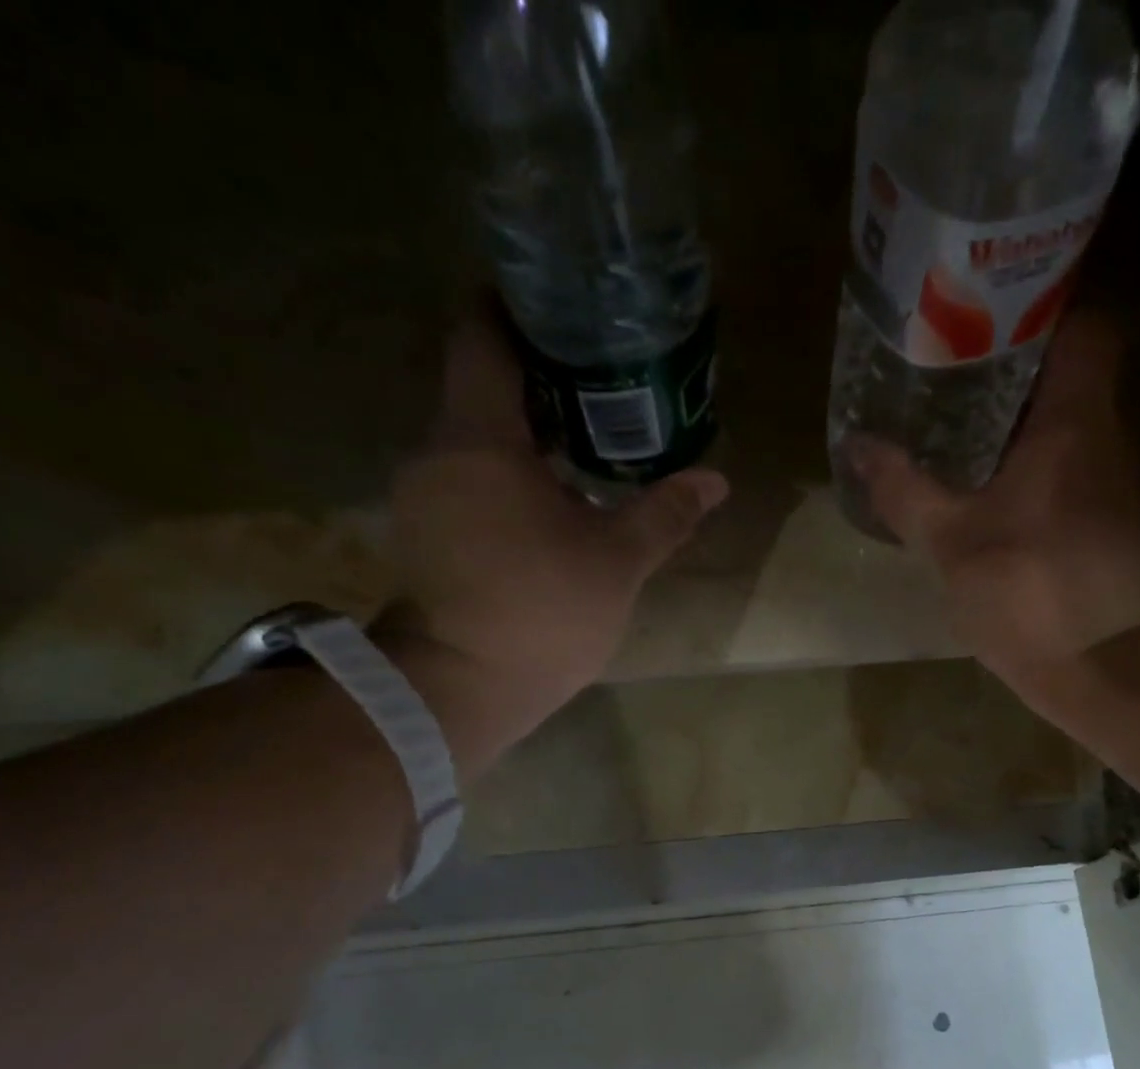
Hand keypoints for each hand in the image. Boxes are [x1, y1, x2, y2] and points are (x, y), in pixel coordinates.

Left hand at [375, 307, 727, 776]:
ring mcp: (424, 493)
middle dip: (540, 377)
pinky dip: (506, 470)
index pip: (482, 337)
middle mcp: (438, 451)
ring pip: (475, 435)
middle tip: (604, 380)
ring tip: (587, 438)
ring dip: (526, 431)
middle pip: (482, 385)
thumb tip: (715, 481)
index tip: (566, 311)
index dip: (518, 309)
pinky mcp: (426, 529)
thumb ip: (664, 513)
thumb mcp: (617, 562)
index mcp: (480, 440)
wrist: (466, 688)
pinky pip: (467, 474)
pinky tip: (552, 493)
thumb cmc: (542, 613)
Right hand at [846, 314, 1139, 698]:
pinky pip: (1068, 475)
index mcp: (1075, 423)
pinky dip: (1031, 472)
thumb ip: (904, 489)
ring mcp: (1112, 487)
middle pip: (1069, 379)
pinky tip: (988, 497)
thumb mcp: (950, 539)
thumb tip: (858, 445)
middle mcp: (1106, 441)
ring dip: (1018, 428)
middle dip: (1012, 376)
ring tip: (957, 434)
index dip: (1044, 313)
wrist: (1100, 666)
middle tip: (950, 380)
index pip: (1086, 328)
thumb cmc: (1026, 589)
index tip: (988, 323)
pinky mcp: (1108, 528)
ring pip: (1067, 431)